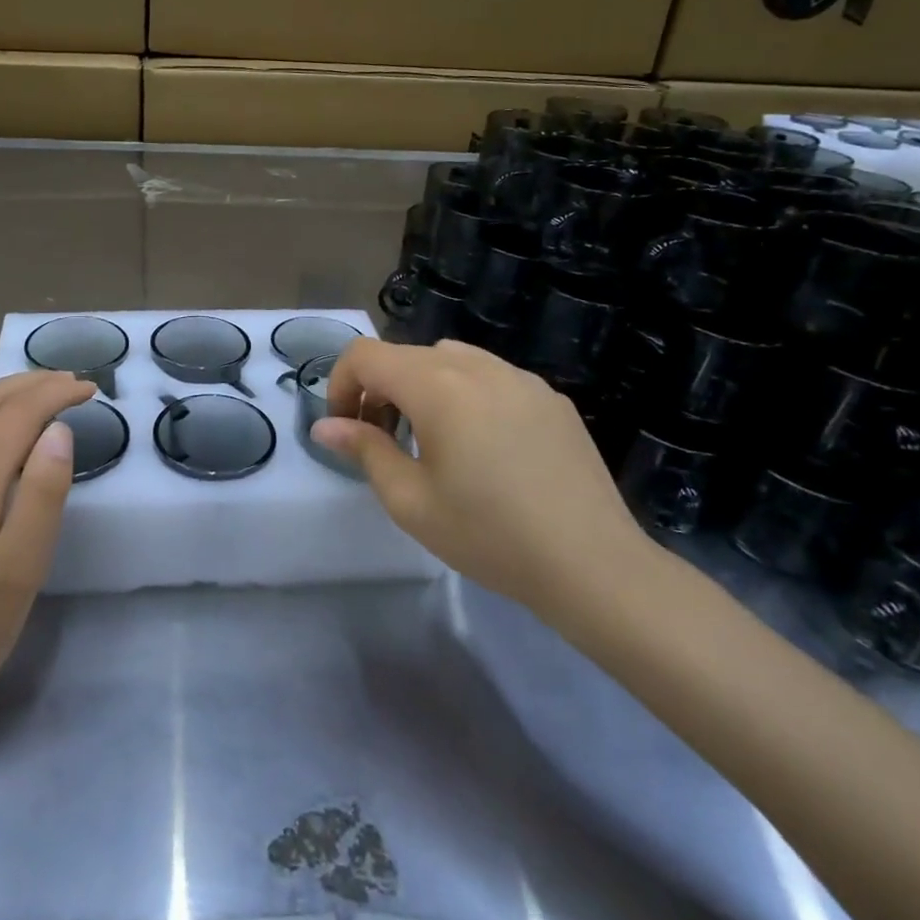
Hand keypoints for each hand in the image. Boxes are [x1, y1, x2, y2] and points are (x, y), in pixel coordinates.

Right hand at [313, 339, 652, 627]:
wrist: (594, 565)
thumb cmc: (489, 535)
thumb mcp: (410, 501)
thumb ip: (364, 450)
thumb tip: (326, 427)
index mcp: (436, 385)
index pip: (365, 354)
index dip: (341, 384)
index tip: (346, 428)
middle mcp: (476, 365)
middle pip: (405, 355)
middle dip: (379, 389)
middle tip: (384, 442)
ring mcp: (519, 376)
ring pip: (448, 359)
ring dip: (422, 387)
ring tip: (432, 440)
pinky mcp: (550, 396)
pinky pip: (490, 376)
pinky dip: (465, 394)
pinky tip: (485, 447)